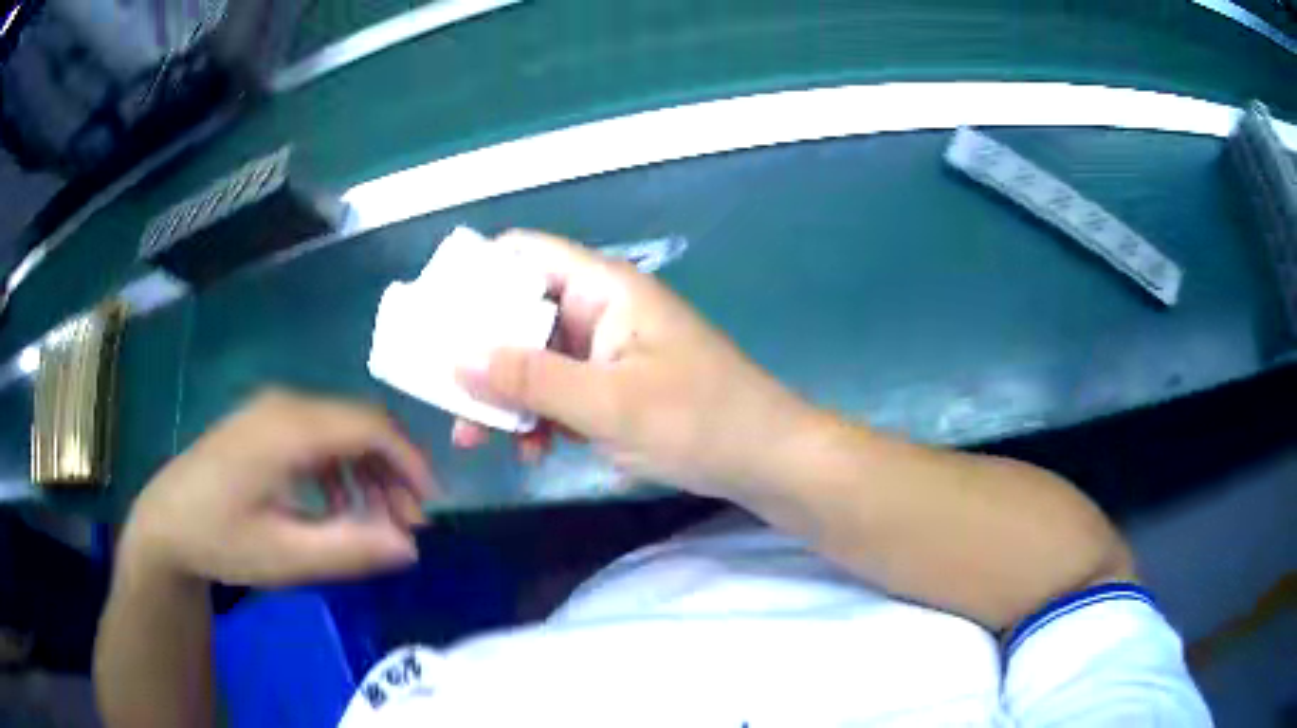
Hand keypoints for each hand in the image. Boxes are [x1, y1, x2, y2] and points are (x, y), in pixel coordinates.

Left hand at [119, 389, 435, 586]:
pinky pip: (320, 436)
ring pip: (342, 429)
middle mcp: (286, 406)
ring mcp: (273, 412)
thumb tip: (411, 546)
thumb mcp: (285, 556)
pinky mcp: (265, 424)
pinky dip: (343, 469)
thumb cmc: (221, 540)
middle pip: (360, 424)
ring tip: (377, 521)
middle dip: (394, 472)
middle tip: (407, 525)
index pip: (371, 425)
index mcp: (290, 429)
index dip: (411, 462)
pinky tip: (337, 506)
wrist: (165, 523)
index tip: (430, 508)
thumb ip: (350, 549)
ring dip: (370, 472)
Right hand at [453, 230, 816, 496]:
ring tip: (479, 436)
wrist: (765, 460)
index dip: (476, 277)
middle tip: (447, 395)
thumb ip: (530, 379)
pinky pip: (560, 391)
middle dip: (482, 355)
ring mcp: (608, 351)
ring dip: (507, 395)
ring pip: (536, 359)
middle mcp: (601, 310)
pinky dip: (539, 416)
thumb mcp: (608, 403)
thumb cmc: (698, 421)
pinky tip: (533, 450)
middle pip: (521, 314)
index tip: (435, 317)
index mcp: (604, 289)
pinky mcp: (614, 387)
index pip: (526, 256)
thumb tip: (457, 358)